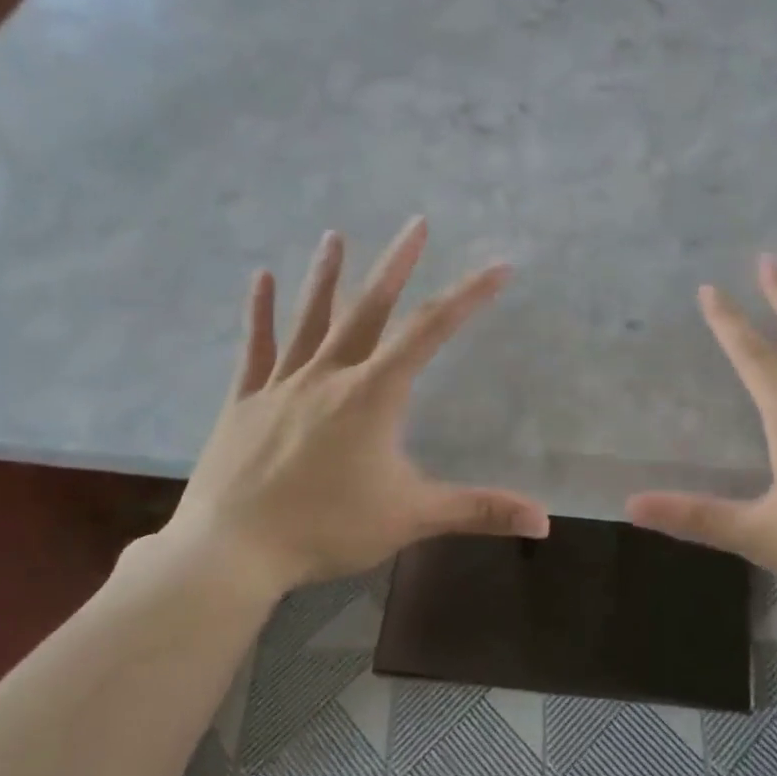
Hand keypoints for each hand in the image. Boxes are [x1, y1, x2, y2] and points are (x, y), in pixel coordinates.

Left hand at [152, 218, 549, 600]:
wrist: (231, 551)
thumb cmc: (326, 529)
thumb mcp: (411, 518)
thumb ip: (478, 511)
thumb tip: (545, 521)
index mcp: (372, 395)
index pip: (431, 333)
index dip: (469, 297)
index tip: (498, 268)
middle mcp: (328, 375)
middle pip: (369, 309)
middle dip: (397, 265)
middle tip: (415, 224)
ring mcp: (281, 385)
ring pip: (310, 319)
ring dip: (326, 276)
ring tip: (336, 236)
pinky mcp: (244, 401)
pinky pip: (255, 349)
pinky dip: (259, 313)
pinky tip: (261, 277)